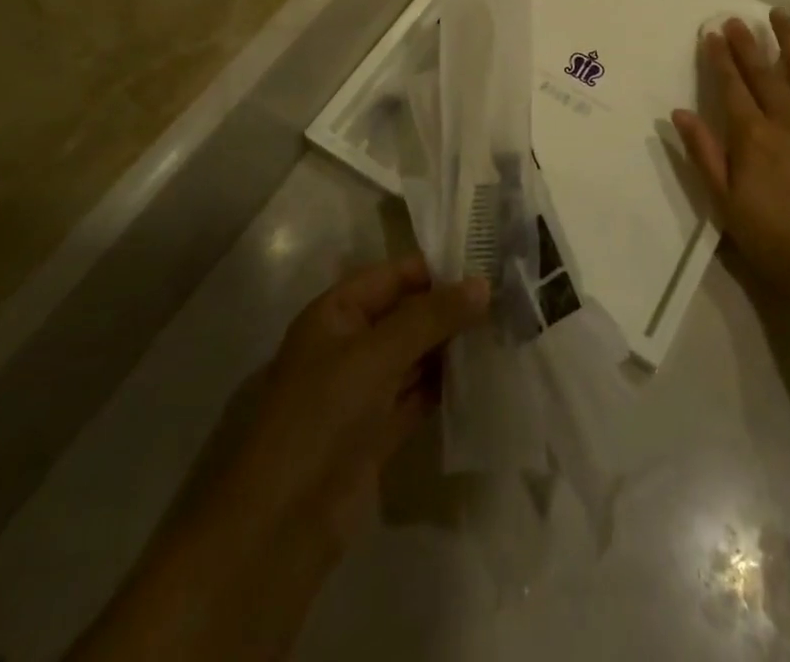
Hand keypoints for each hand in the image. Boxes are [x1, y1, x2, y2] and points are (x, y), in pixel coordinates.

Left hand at [188, 259, 487, 650]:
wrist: (283, 523)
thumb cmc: (322, 415)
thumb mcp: (377, 353)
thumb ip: (431, 316)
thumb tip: (483, 284)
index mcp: (336, 313)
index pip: (393, 275)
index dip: (436, 269)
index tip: (488, 265)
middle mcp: (349, 345)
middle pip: (407, 314)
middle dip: (451, 308)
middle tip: (507, 300)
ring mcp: (363, 390)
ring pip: (416, 355)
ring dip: (452, 347)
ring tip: (504, 331)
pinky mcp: (378, 431)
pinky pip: (418, 395)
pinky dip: (446, 386)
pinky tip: (483, 376)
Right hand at [671, 11, 789, 313]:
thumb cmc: (777, 241)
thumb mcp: (727, 204)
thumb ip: (704, 154)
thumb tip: (679, 112)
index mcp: (753, 135)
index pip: (731, 87)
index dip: (720, 59)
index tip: (712, 34)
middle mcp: (789, 118)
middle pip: (763, 73)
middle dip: (747, 44)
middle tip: (736, 20)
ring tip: (780, 16)